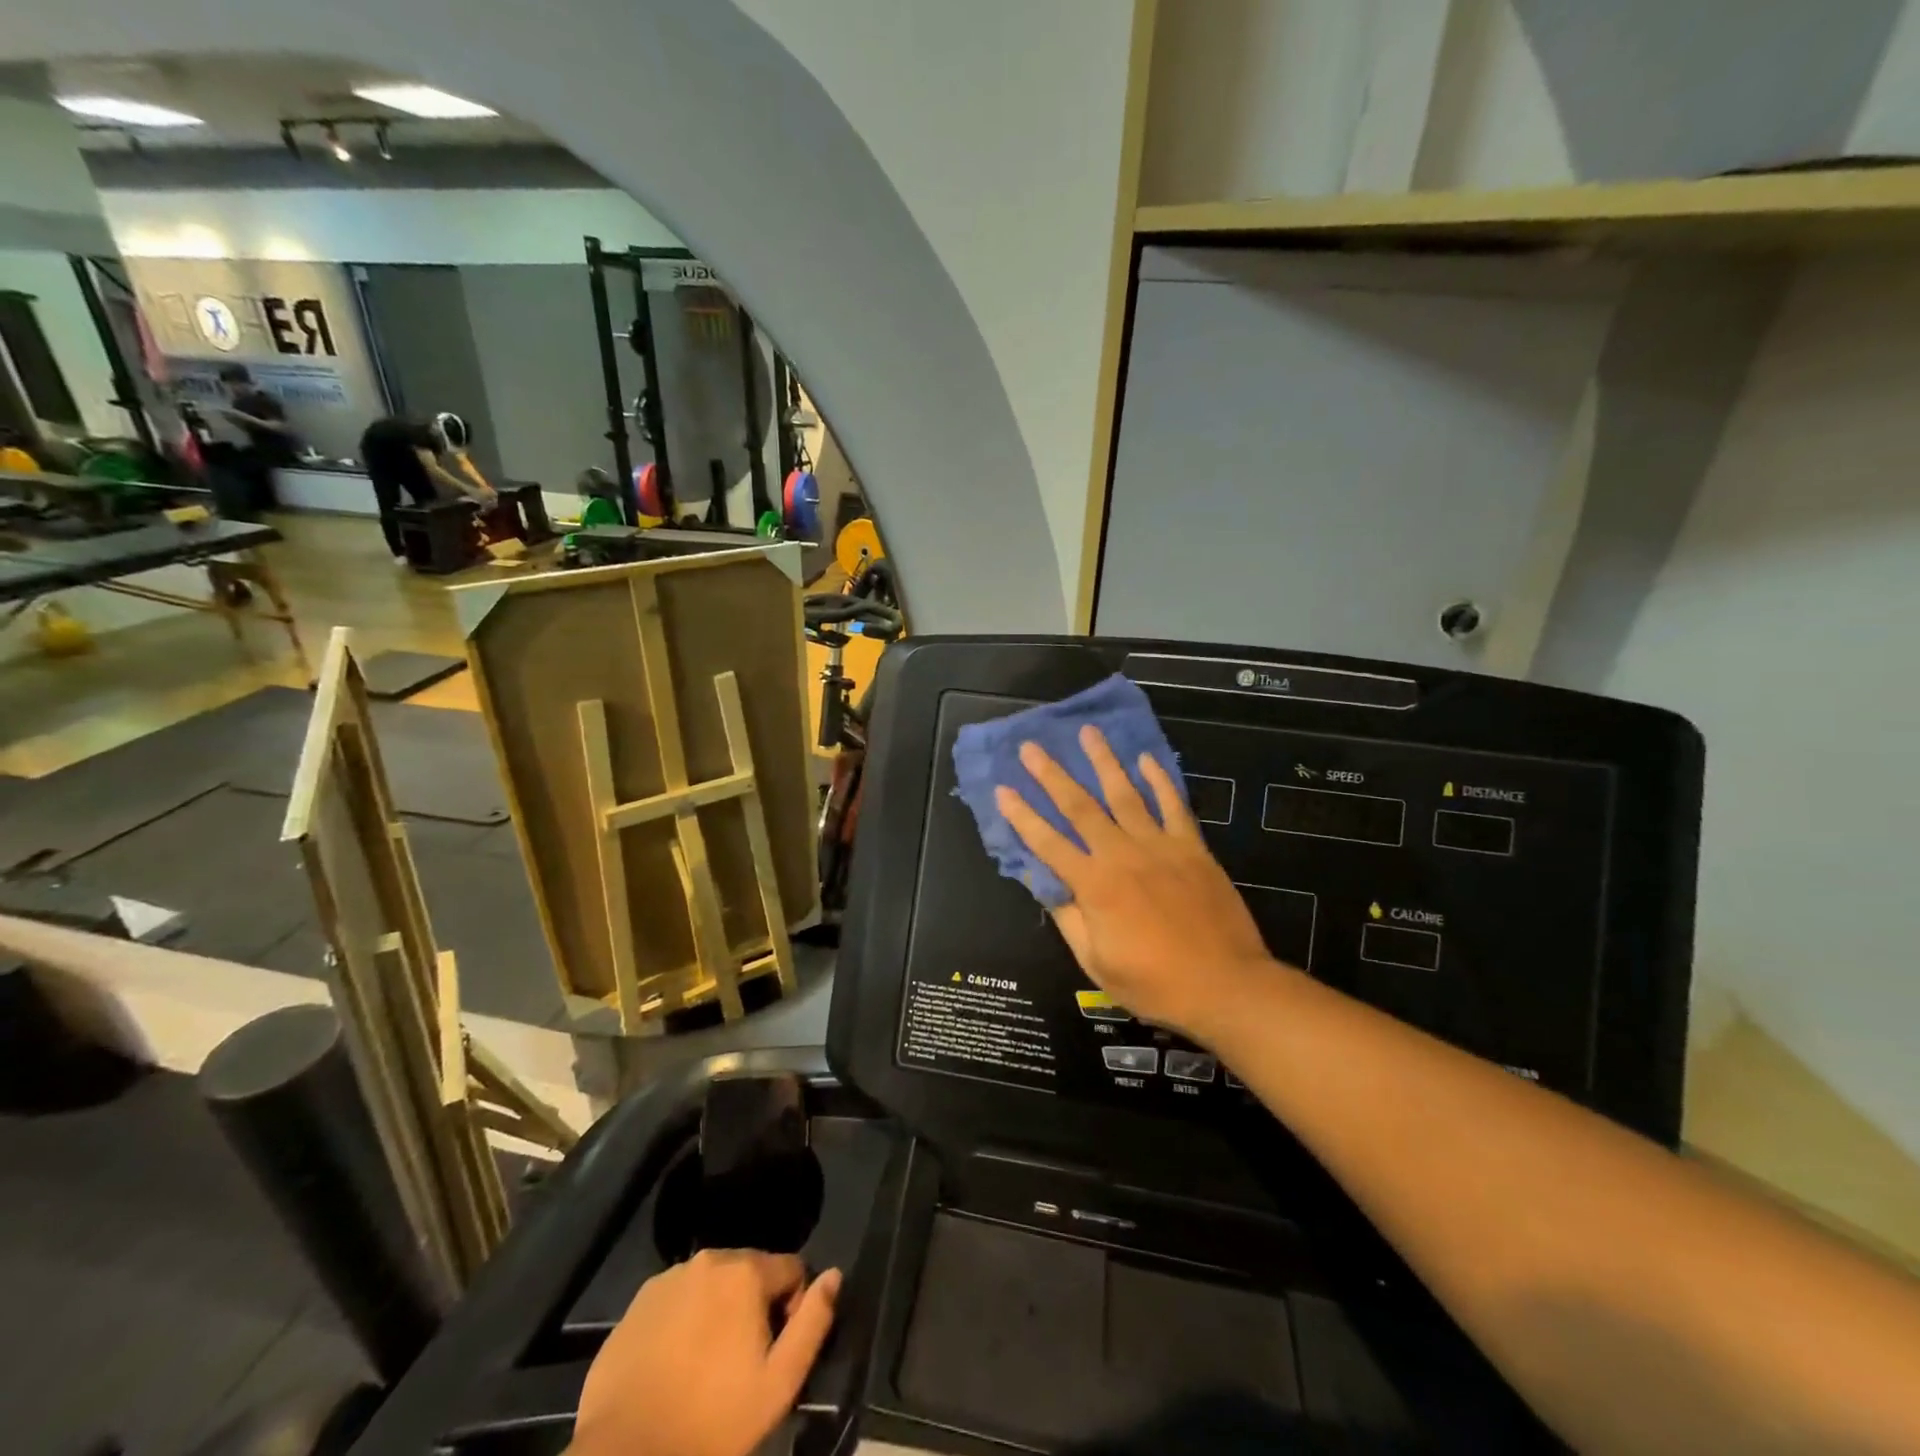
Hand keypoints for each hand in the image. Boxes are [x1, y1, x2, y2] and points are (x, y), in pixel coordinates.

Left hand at [573, 1250, 840, 1455]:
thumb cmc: (711, 1422)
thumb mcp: (778, 1383)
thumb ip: (813, 1322)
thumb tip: (834, 1275)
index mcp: (746, 1271)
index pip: (792, 1269)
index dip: (794, 1307)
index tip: (776, 1351)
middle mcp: (709, 1259)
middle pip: (749, 1272)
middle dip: (754, 1307)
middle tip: (741, 1364)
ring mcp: (668, 1278)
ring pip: (711, 1285)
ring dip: (718, 1311)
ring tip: (706, 1367)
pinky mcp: (637, 1303)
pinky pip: (676, 1301)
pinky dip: (683, 1322)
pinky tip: (674, 1366)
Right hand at [995, 726, 1280, 1040]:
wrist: (1226, 986)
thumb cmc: (1154, 983)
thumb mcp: (1097, 962)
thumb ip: (1068, 917)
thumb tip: (1042, 881)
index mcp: (1094, 885)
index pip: (1047, 843)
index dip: (1022, 817)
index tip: (1002, 789)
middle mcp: (1122, 855)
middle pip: (1080, 807)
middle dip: (1052, 775)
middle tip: (1032, 747)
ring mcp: (1160, 847)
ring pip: (1125, 794)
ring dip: (1104, 762)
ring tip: (1088, 732)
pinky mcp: (1192, 848)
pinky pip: (1173, 806)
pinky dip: (1159, 780)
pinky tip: (1146, 759)